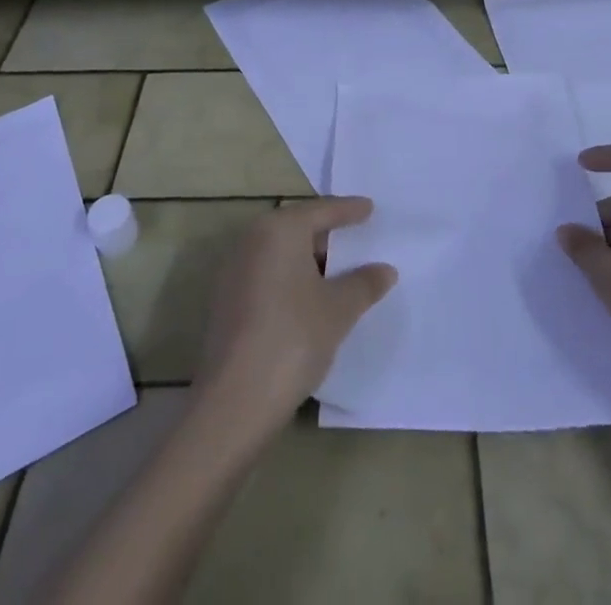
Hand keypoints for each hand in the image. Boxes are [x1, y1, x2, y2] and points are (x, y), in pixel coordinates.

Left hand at [194, 196, 396, 440]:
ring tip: (339, 271)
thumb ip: (364, 284)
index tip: (370, 208)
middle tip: (357, 238)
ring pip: (280, 252)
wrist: (234, 403)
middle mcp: (251, 239)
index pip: (322, 210)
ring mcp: (233, 270)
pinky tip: (309, 298)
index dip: (349, 210)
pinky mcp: (225, 300)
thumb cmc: (292, 340)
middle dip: (328, 234)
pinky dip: (290, 277)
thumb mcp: (338, 310)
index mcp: (279, 229)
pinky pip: (267, 273)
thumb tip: (385, 269)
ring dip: (308, 259)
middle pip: (298, 227)